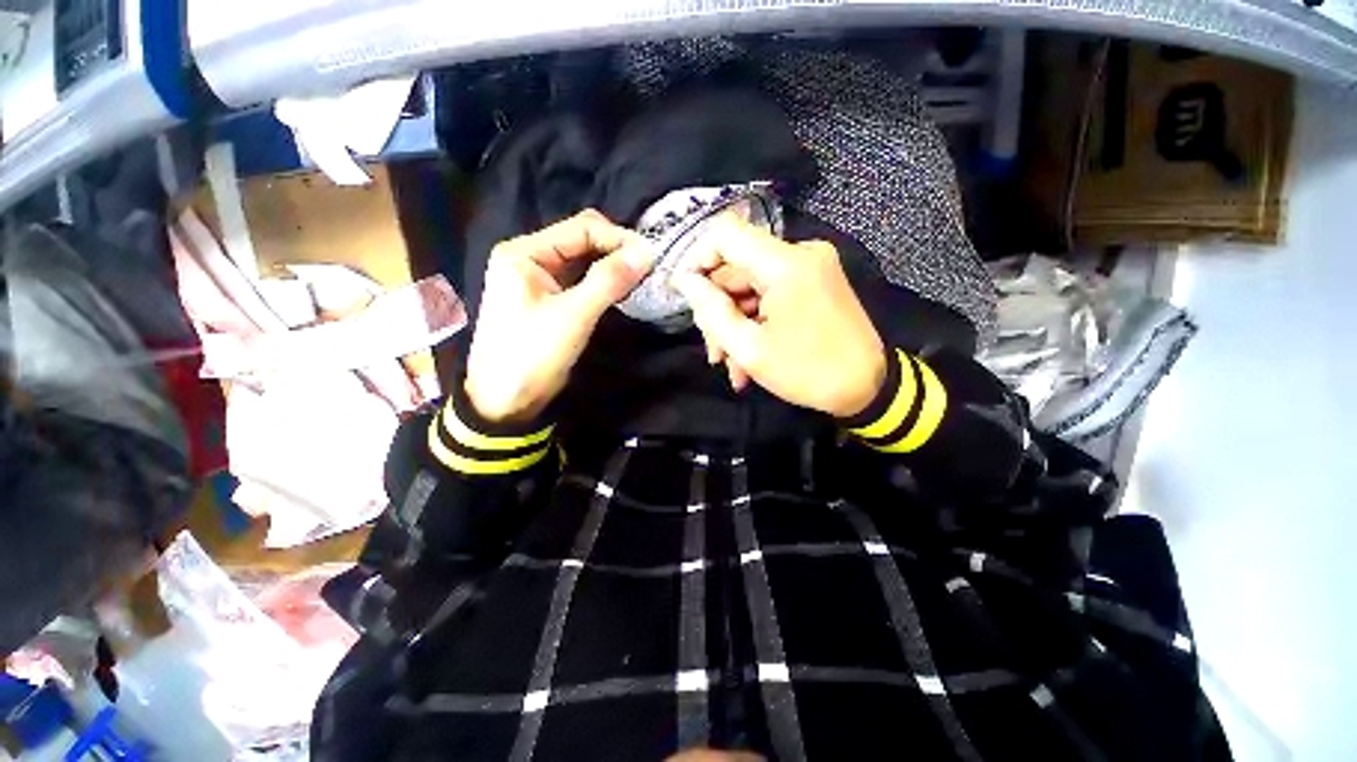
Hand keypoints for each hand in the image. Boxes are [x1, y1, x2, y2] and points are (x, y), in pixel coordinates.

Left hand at [465, 210, 655, 422]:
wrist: (505, 402)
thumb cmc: (532, 355)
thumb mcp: (573, 316)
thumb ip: (609, 280)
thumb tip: (647, 251)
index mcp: (524, 252)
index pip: (581, 228)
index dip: (619, 238)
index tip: (650, 257)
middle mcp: (529, 257)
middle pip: (581, 240)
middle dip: (616, 250)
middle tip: (647, 268)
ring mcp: (537, 279)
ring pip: (583, 260)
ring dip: (611, 266)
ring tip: (640, 278)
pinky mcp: (547, 299)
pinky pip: (579, 280)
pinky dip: (602, 282)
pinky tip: (621, 289)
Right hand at [672, 216, 886, 417]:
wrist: (868, 388)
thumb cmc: (807, 372)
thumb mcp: (750, 349)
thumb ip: (711, 311)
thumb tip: (685, 282)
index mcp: (785, 264)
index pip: (725, 234)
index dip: (697, 259)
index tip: (686, 295)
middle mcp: (800, 253)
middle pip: (736, 267)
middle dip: (718, 310)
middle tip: (714, 352)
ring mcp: (810, 266)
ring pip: (750, 285)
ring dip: (735, 323)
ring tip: (732, 365)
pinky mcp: (815, 281)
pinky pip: (771, 293)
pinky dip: (755, 321)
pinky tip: (748, 357)